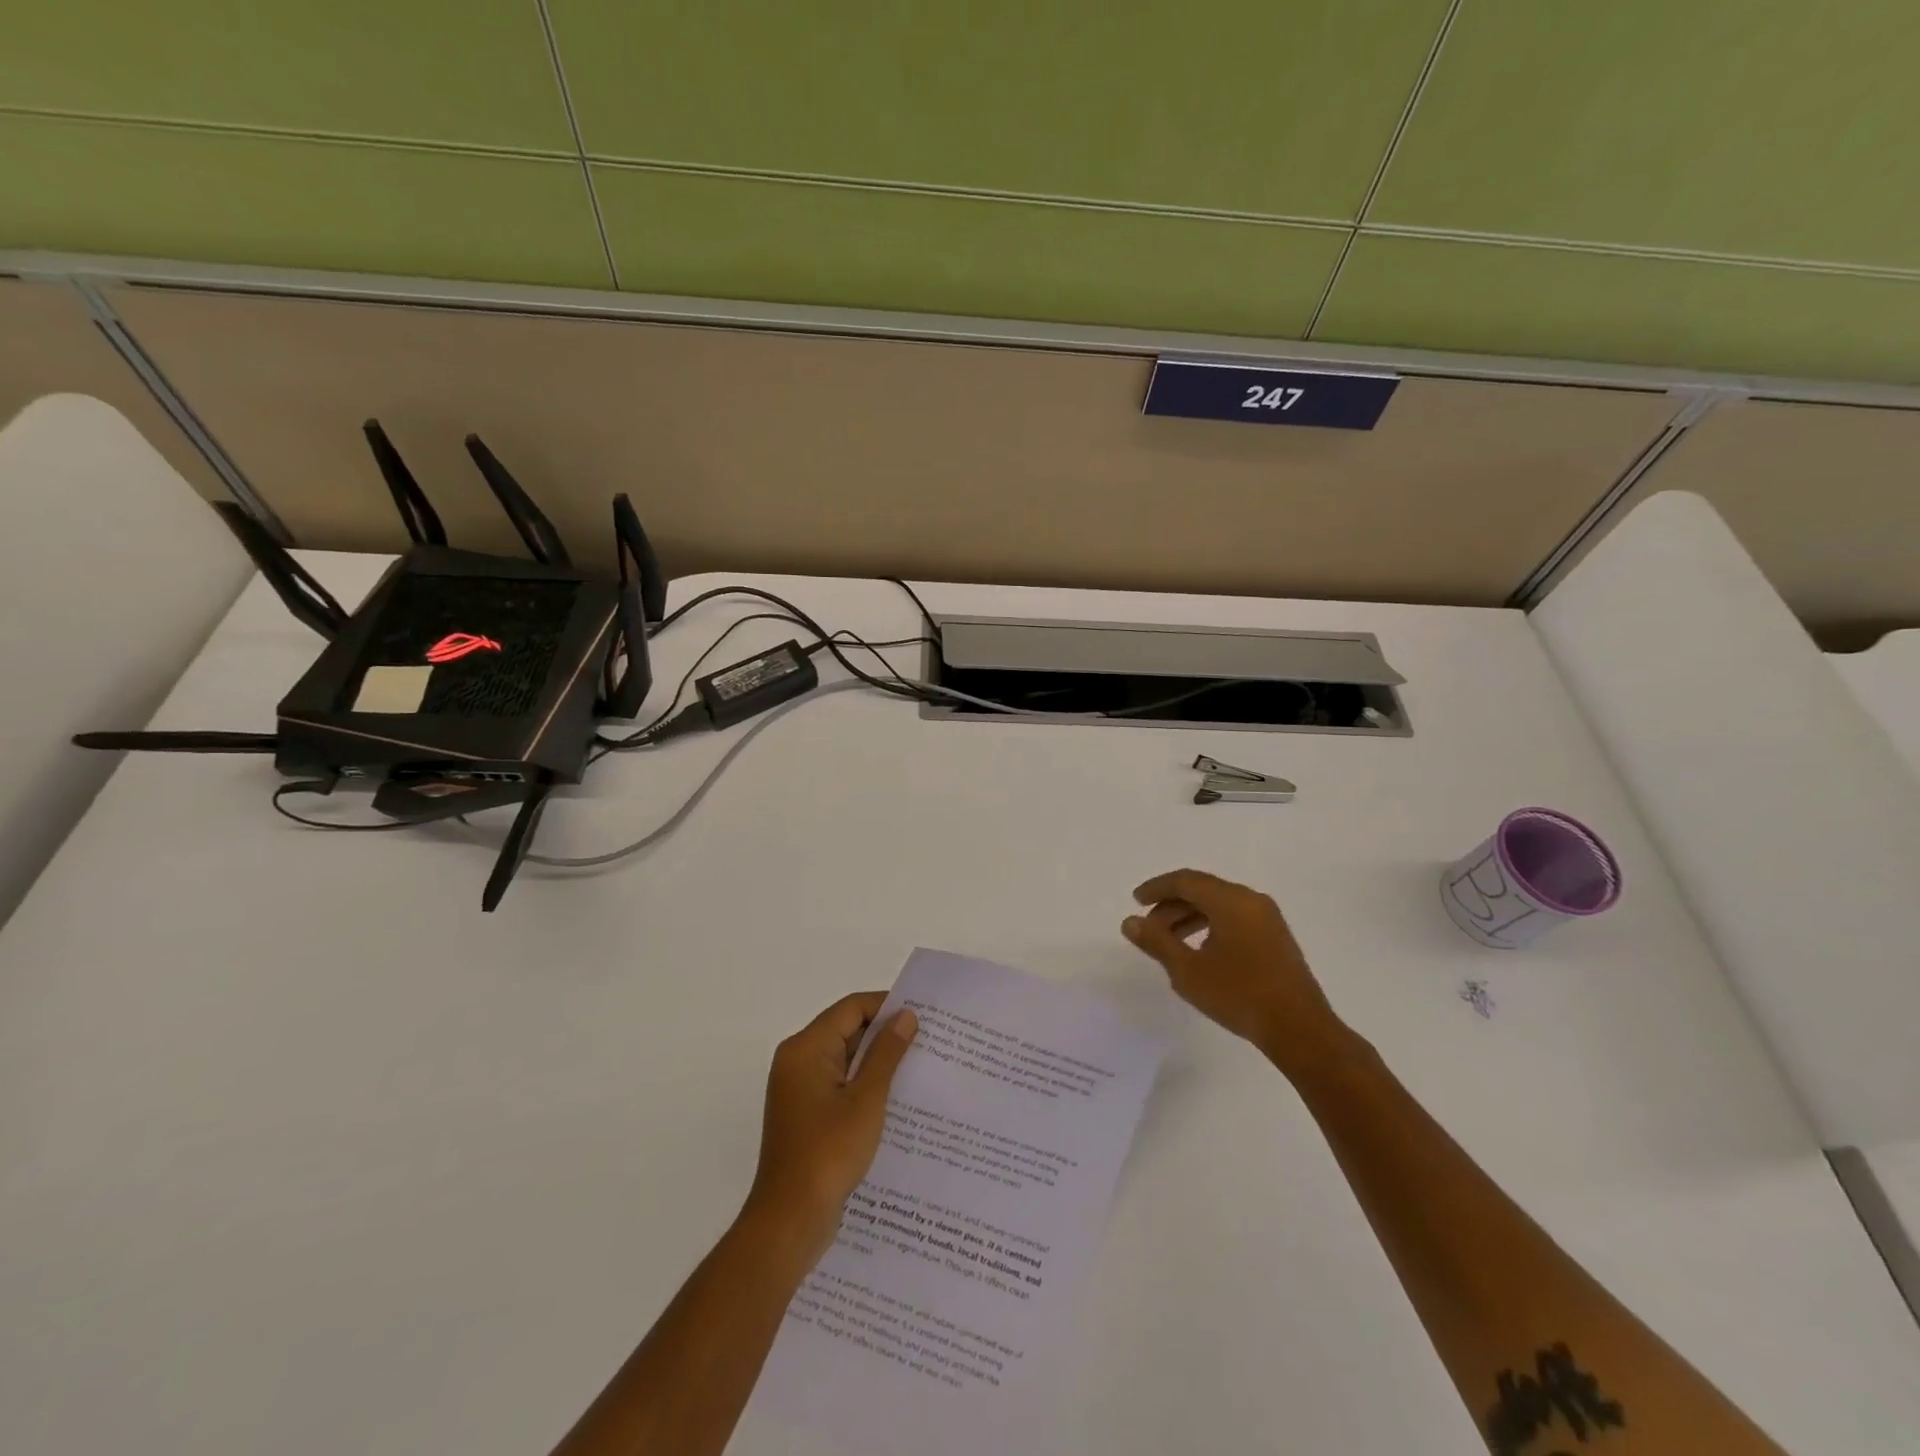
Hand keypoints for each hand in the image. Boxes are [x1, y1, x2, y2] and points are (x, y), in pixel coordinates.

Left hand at [745, 992, 917, 1259]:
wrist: (789, 1221)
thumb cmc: (828, 1153)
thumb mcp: (866, 1099)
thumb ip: (886, 1053)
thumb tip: (905, 1016)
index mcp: (806, 1048)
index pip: (851, 1009)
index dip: (886, 1006)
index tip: (922, 1015)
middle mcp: (797, 1061)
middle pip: (846, 1031)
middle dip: (885, 1035)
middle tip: (928, 1041)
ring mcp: (799, 1090)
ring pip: (844, 1060)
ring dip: (877, 1063)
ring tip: (919, 1068)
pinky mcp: (806, 1115)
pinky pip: (839, 1085)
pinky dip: (864, 1086)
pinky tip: (896, 1101)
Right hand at [1123, 869, 1345, 1070]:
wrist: (1299, 1029)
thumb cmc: (1239, 995)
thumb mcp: (1188, 971)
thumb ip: (1157, 942)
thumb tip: (1130, 922)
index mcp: (1230, 901)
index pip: (1185, 881)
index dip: (1157, 888)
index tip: (1136, 901)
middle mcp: (1251, 900)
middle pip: (1203, 890)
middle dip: (1171, 904)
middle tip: (1149, 927)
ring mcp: (1268, 918)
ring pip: (1219, 904)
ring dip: (1190, 916)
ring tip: (1170, 942)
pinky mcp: (1276, 937)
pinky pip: (1235, 917)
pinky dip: (1211, 925)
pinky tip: (1200, 951)